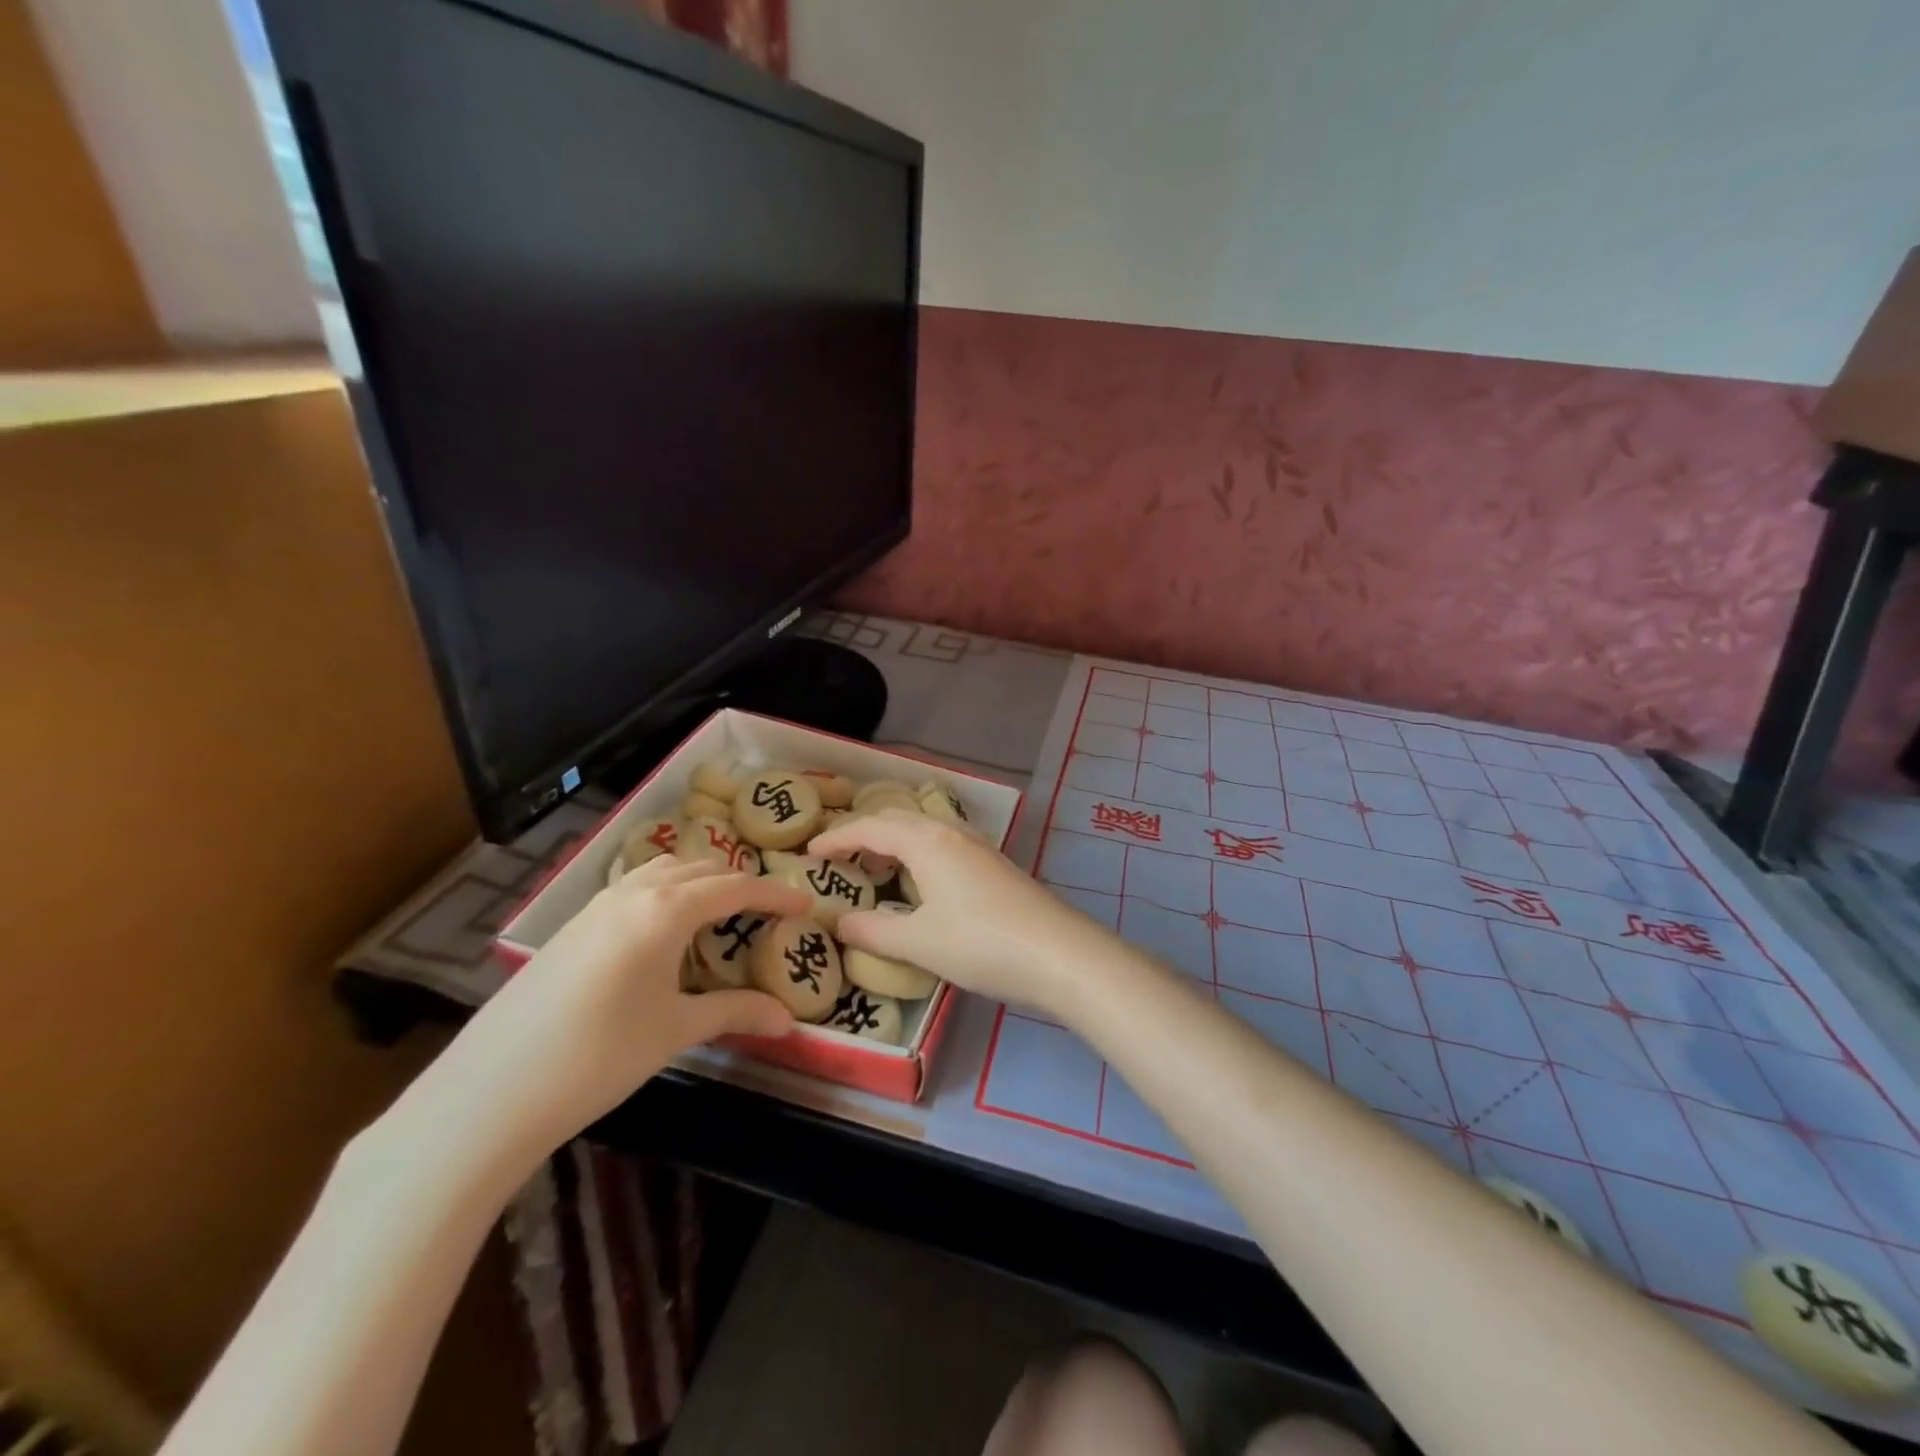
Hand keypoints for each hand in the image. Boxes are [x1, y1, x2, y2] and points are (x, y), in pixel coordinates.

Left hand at [416, 856, 808, 1173]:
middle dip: (740, 883)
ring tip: (719, 912)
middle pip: (701, 869)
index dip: (776, 893)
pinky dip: (665, 892)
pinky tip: (663, 931)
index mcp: (666, 909)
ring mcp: (596, 905)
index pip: (737, 886)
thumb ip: (735, 1013)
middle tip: (768, 911)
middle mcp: (633, 892)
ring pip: (662, 871)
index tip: (807, 904)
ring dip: (699, 881)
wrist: (490, 1091)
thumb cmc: (599, 1055)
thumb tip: (788, 1020)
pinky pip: (633, 888)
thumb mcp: (675, 1030)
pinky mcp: (572, 926)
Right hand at [809, 810, 1119, 1017]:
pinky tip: (922, 884)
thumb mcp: (919, 942)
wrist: (1061, 955)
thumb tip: (840, 923)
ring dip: (895, 842)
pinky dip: (919, 855)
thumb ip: (874, 931)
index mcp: (927, 841)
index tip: (809, 853)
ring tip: (875, 868)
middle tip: (838, 857)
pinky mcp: (996, 867)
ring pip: (925, 831)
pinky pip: (944, 846)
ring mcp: (979, 848)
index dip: (837, 838)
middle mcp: (952, 834)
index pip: (871, 828)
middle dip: (864, 834)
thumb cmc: (981, 943)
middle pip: (899, 821)